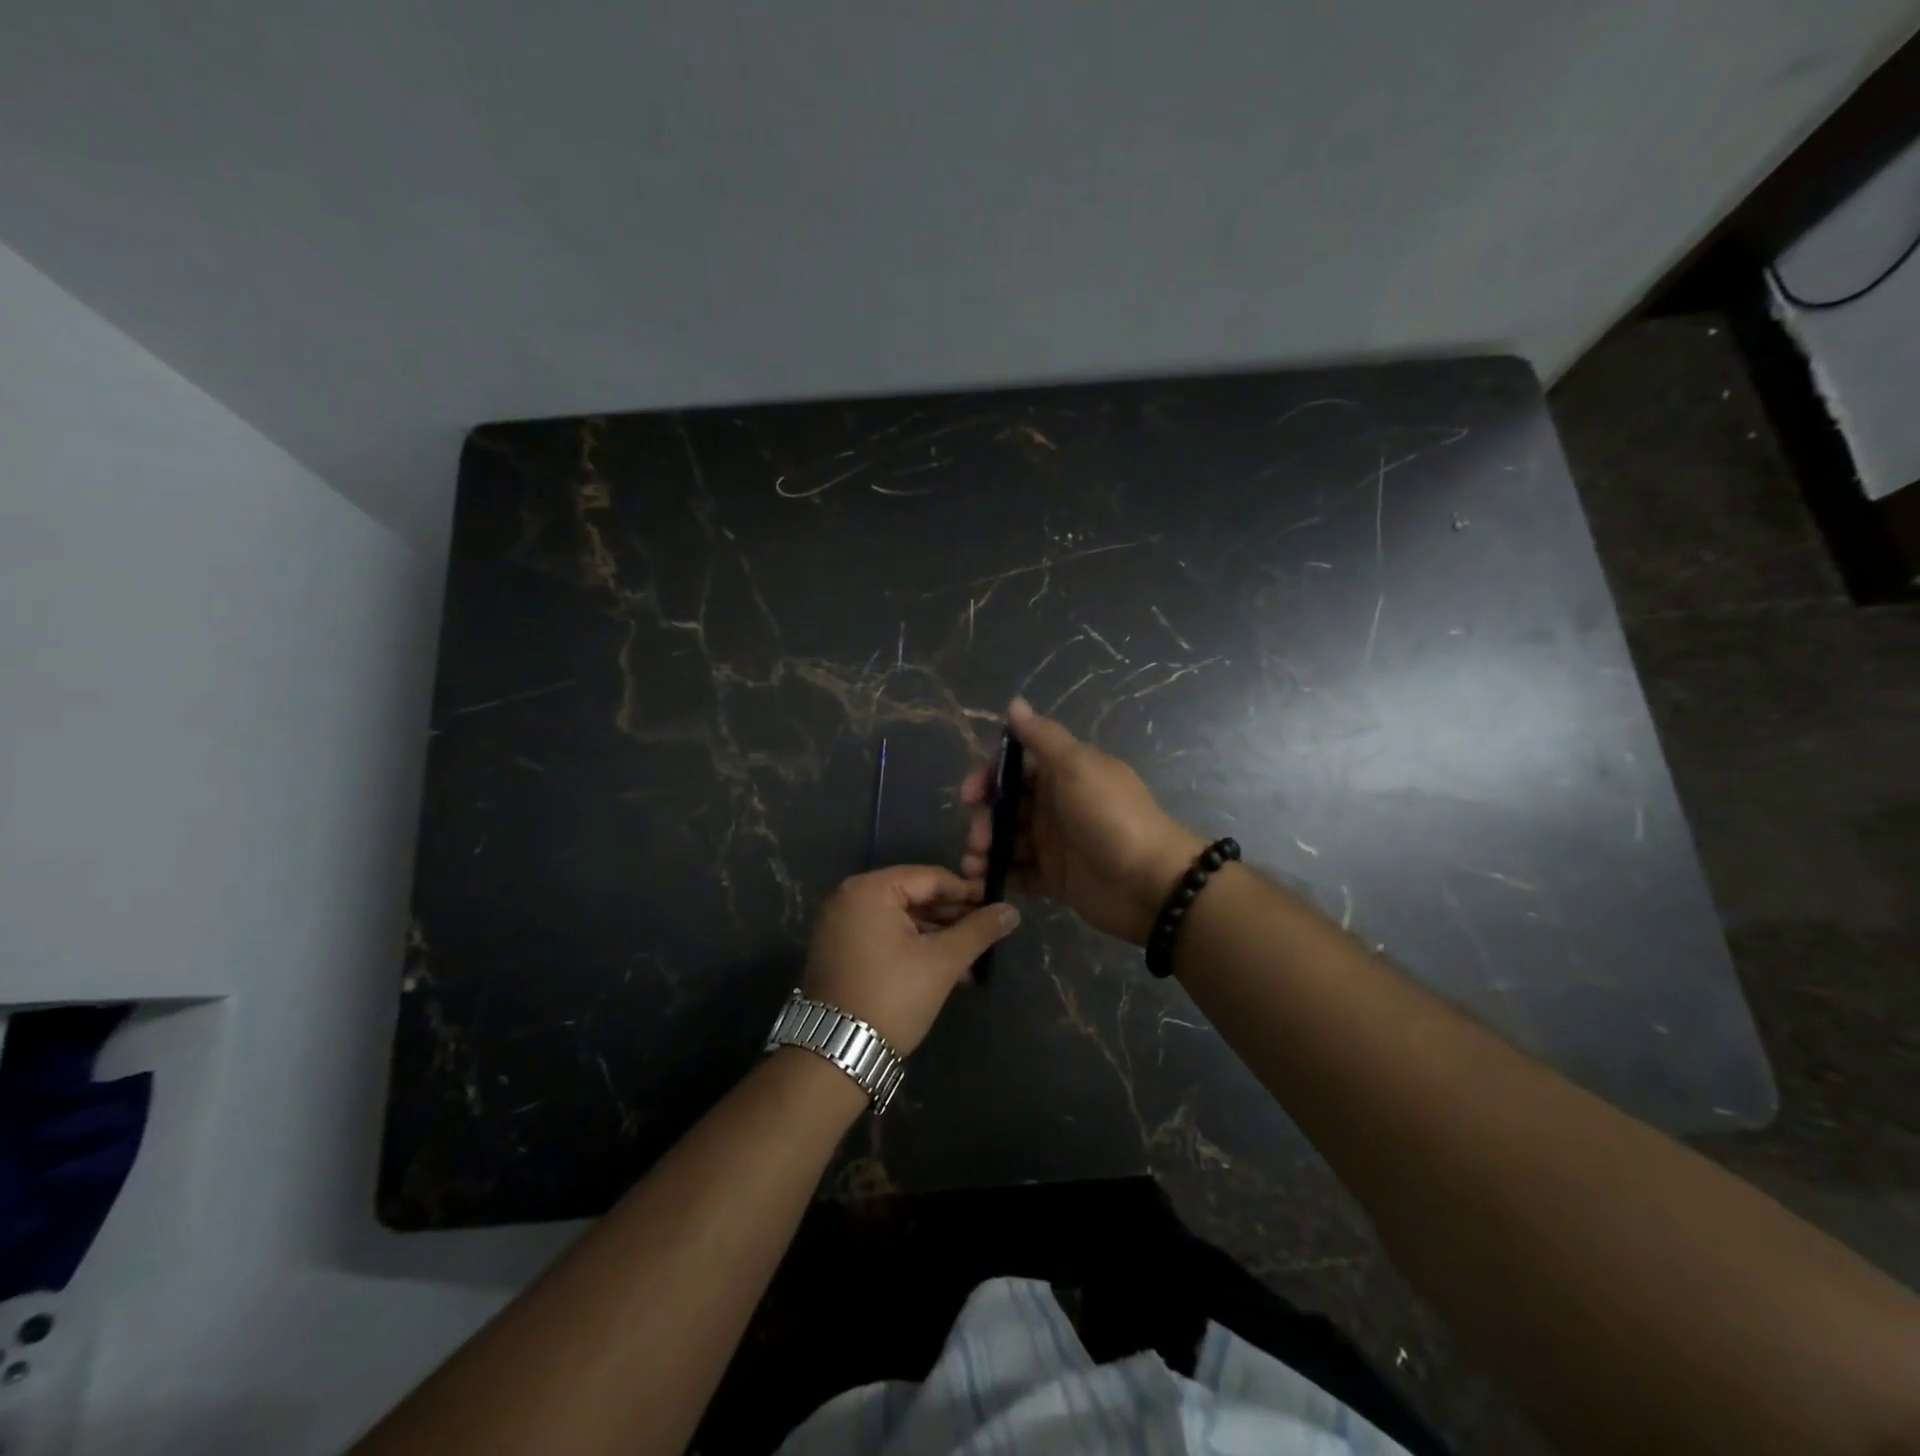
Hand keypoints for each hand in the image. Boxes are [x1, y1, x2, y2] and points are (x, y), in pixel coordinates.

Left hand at [800, 865, 1019, 1053]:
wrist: (837, 1054)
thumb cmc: (893, 996)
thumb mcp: (942, 961)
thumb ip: (979, 931)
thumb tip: (1012, 910)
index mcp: (869, 889)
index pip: (930, 878)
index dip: (967, 892)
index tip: (996, 907)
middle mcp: (848, 898)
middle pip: (914, 897)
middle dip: (953, 919)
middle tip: (987, 935)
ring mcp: (839, 925)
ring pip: (901, 920)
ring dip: (937, 938)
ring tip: (971, 961)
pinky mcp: (839, 951)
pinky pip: (884, 937)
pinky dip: (913, 949)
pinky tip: (945, 971)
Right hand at [961, 698, 1203, 945]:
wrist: (1150, 883)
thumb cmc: (1109, 816)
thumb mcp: (1076, 766)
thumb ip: (1041, 737)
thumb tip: (1014, 702)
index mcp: (1061, 773)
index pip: (1013, 765)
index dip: (986, 776)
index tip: (970, 795)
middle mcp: (1054, 804)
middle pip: (1004, 805)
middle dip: (983, 819)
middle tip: (977, 841)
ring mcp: (1054, 843)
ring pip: (1006, 839)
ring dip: (984, 849)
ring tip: (974, 866)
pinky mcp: (1054, 878)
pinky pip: (1018, 873)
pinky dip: (998, 875)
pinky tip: (983, 883)